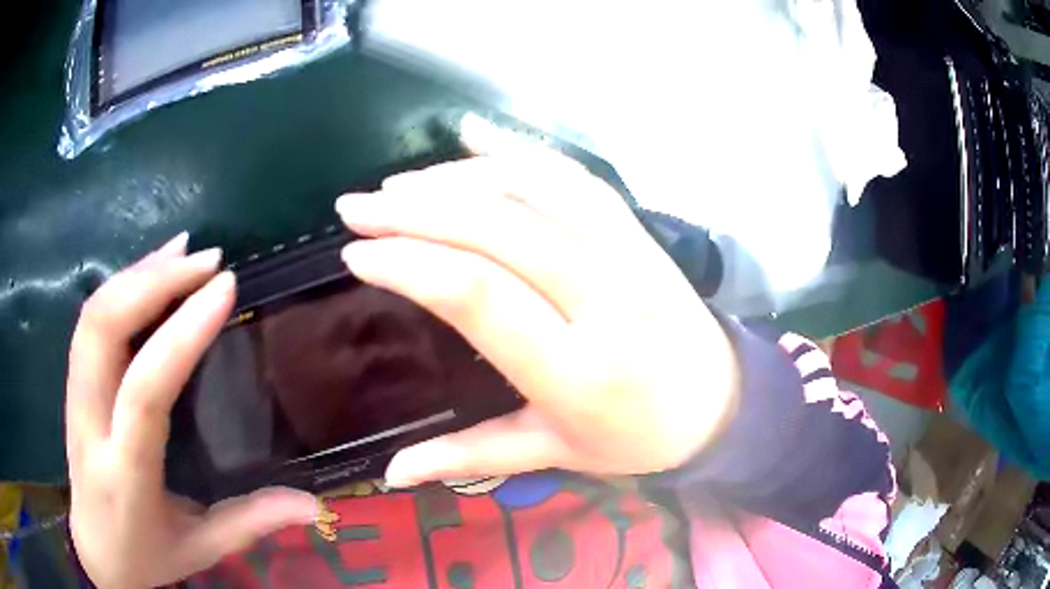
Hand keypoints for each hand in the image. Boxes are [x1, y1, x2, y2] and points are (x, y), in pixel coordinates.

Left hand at [66, 235, 318, 588]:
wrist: (97, 554)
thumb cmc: (148, 556)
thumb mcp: (201, 548)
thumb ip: (252, 523)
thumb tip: (313, 505)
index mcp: (125, 473)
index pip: (144, 391)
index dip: (181, 333)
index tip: (223, 288)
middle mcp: (90, 424)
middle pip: (102, 328)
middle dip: (153, 281)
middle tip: (207, 260)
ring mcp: (74, 398)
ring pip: (93, 315)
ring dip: (137, 273)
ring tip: (184, 252)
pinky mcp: (73, 385)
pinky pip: (91, 321)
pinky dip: (122, 285)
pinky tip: (151, 270)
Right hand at [336, 116, 740, 486]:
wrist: (720, 403)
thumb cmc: (636, 438)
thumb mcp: (555, 455)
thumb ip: (469, 458)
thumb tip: (390, 474)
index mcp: (577, 371)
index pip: (478, 294)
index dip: (409, 264)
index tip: (356, 254)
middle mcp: (604, 298)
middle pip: (497, 228)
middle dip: (414, 209)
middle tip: (355, 206)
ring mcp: (627, 253)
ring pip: (532, 189)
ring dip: (456, 177)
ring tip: (399, 184)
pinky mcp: (637, 230)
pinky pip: (573, 175)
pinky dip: (517, 150)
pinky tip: (472, 136)